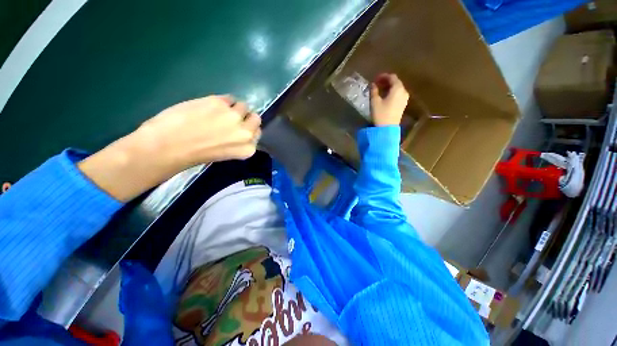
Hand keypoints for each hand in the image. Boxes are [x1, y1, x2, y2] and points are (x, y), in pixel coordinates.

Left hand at [134, 95, 260, 167]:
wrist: (168, 146)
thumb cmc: (196, 154)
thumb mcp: (225, 153)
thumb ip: (237, 141)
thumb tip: (240, 127)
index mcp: (247, 149)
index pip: (257, 133)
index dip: (249, 129)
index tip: (240, 128)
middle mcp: (246, 133)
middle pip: (256, 118)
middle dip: (246, 117)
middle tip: (232, 118)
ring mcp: (234, 116)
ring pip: (244, 105)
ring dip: (234, 107)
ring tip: (219, 111)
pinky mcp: (220, 103)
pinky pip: (229, 98)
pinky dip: (222, 101)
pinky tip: (209, 107)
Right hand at [370, 73, 408, 126]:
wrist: (387, 129)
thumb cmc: (381, 114)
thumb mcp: (374, 102)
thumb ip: (373, 91)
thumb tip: (372, 84)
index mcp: (398, 89)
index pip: (392, 77)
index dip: (383, 76)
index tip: (375, 79)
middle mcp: (403, 92)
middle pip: (396, 82)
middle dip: (386, 82)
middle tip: (376, 84)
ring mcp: (404, 99)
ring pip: (397, 89)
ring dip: (388, 88)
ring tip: (379, 91)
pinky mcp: (402, 105)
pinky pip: (398, 95)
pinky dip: (391, 93)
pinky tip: (384, 97)